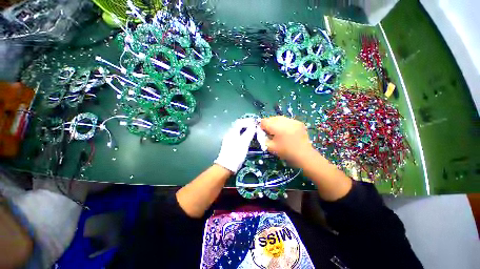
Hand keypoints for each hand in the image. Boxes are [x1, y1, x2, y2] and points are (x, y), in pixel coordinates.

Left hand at [214, 118, 255, 172]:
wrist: (226, 166)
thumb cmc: (236, 153)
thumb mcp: (244, 142)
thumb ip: (249, 132)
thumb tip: (253, 125)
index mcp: (232, 132)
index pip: (240, 122)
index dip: (248, 121)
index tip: (256, 122)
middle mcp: (230, 133)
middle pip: (239, 126)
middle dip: (247, 124)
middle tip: (255, 126)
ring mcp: (229, 139)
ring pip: (239, 131)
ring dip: (246, 129)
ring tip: (253, 131)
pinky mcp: (230, 144)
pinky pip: (238, 136)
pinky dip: (244, 134)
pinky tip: (248, 138)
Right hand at [260, 116, 312, 165]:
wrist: (304, 154)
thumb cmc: (286, 152)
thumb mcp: (270, 147)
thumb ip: (263, 139)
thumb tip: (262, 133)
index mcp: (276, 127)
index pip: (264, 121)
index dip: (261, 127)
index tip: (264, 133)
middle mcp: (284, 121)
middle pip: (271, 118)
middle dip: (269, 124)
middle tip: (271, 132)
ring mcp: (292, 121)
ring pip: (279, 118)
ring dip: (276, 123)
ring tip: (279, 131)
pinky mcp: (298, 122)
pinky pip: (287, 120)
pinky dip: (284, 124)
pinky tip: (287, 131)